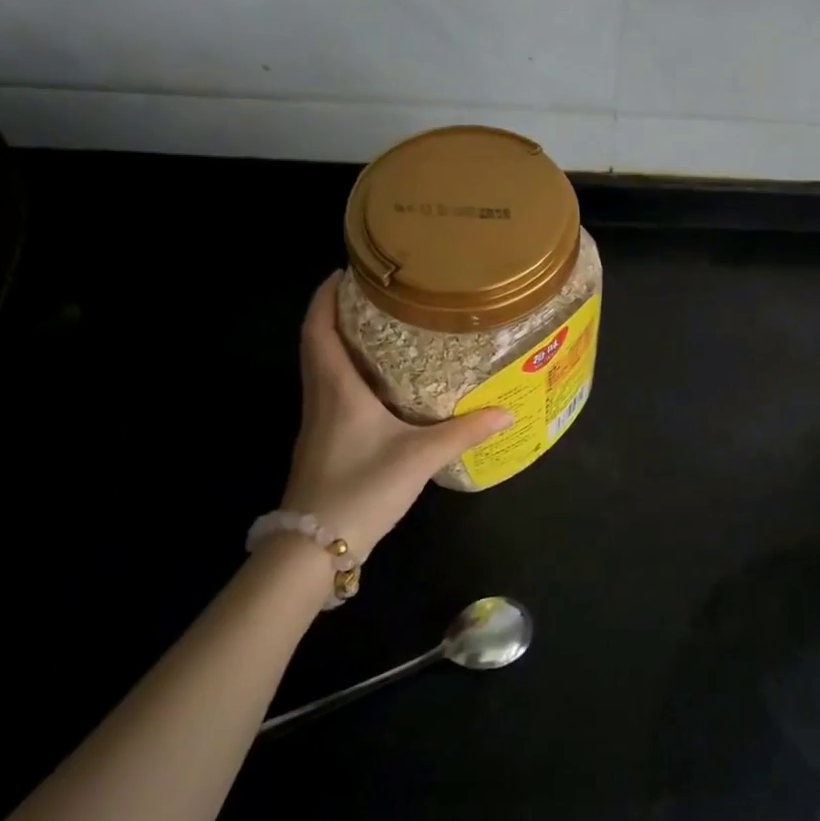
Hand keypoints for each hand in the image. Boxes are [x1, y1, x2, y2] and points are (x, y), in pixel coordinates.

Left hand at [278, 273, 511, 561]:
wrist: (312, 548)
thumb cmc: (361, 488)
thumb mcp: (419, 457)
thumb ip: (463, 432)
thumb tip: (506, 412)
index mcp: (337, 389)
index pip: (319, 329)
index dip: (325, 297)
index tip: (346, 272)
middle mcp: (321, 398)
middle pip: (317, 343)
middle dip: (337, 313)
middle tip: (374, 295)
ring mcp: (317, 423)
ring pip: (322, 369)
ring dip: (340, 343)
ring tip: (379, 330)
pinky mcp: (322, 443)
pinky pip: (330, 392)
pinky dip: (346, 373)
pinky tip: (377, 385)